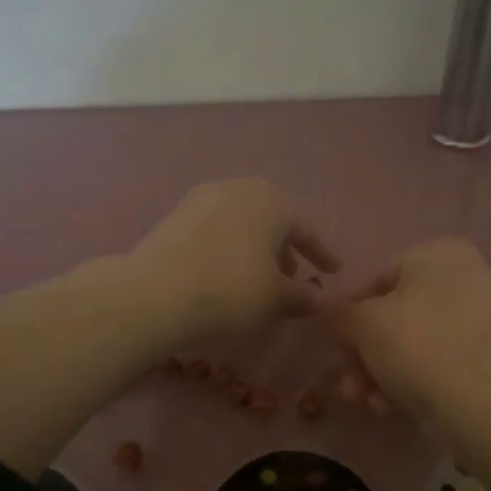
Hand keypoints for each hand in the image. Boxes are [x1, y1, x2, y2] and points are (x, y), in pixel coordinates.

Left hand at [131, 179, 339, 343]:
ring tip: (259, 281)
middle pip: (271, 220)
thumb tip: (318, 300)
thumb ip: (302, 296)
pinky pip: (215, 232)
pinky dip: (228, 251)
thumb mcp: (276, 298)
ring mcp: (201, 200)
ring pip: (241, 224)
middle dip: (285, 249)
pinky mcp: (174, 217)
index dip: (321, 254)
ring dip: (255, 250)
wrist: (156, 293)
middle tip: (293, 276)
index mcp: (271, 201)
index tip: (333, 271)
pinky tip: (226, 276)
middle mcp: (237, 189)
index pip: (305, 229)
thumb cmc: (232, 290)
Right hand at [327, 237, 490, 425]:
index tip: (335, 345)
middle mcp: (464, 279)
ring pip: (411, 345)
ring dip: (378, 375)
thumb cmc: (416, 346)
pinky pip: (434, 364)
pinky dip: (408, 383)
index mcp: (441, 254)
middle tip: (347, 383)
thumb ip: (338, 313)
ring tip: (363, 401)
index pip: (378, 280)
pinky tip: (391, 408)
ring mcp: (477, 321)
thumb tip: (332, 314)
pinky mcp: (483, 359)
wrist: (476, 404)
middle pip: (394, 318)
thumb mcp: (362, 323)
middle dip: (363, 355)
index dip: (349, 315)